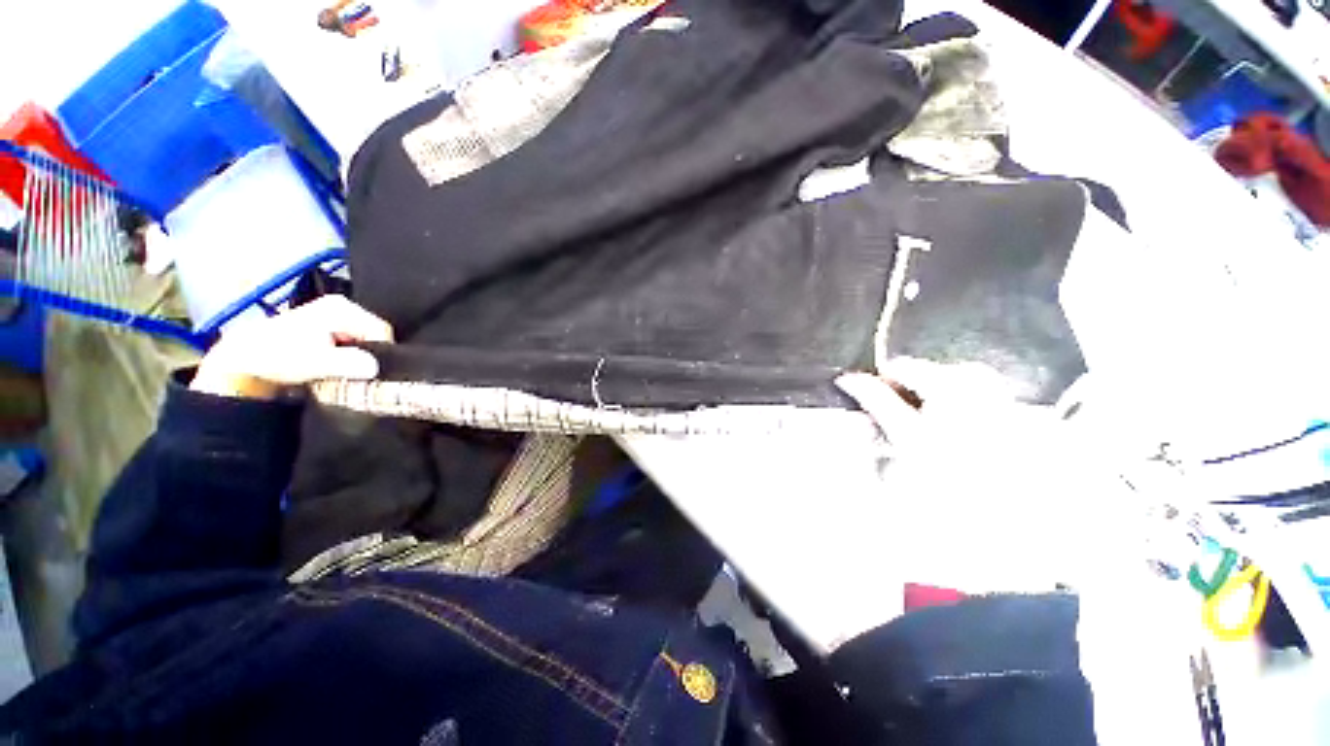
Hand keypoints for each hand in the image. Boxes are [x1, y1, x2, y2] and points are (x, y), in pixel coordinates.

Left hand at [191, 296, 394, 399]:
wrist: (242, 362)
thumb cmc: (277, 356)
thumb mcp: (315, 361)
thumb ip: (349, 363)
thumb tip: (374, 367)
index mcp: (342, 307)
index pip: (381, 330)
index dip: (381, 352)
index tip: (370, 373)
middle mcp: (342, 308)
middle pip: (374, 336)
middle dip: (369, 357)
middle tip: (356, 375)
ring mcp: (334, 320)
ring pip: (364, 344)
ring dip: (357, 361)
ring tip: (343, 374)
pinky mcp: (327, 332)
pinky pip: (352, 347)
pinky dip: (348, 360)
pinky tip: (336, 370)